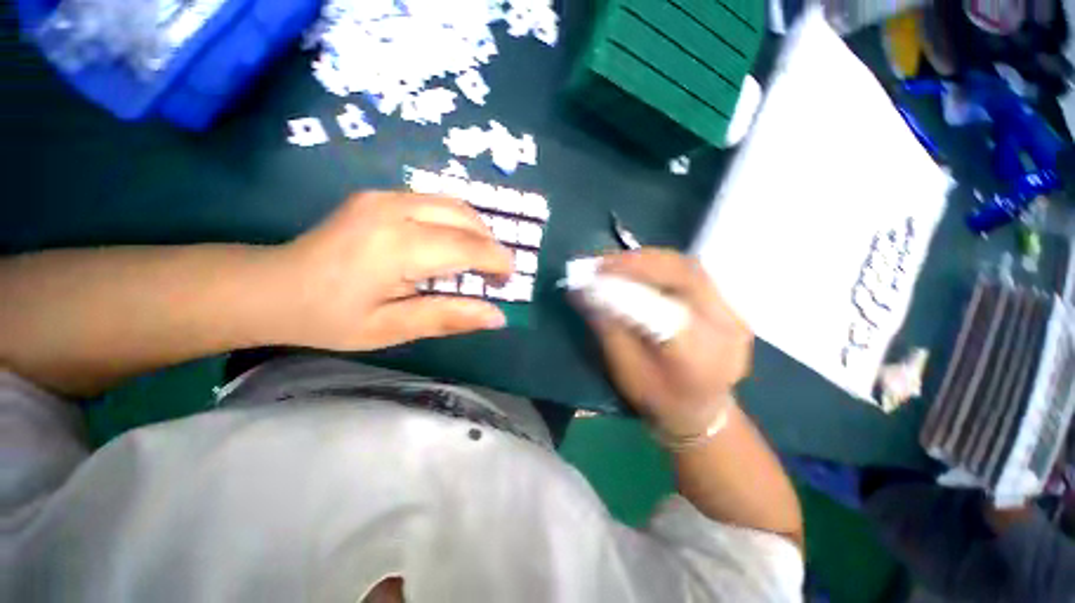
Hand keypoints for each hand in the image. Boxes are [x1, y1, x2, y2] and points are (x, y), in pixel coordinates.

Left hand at [266, 191, 512, 349]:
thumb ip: (448, 317)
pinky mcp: (379, 195)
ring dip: (476, 231)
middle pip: (465, 217)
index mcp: (396, 247)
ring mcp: (384, 196)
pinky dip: (456, 222)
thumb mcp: (392, 329)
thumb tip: (497, 316)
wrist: (272, 287)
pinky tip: (451, 245)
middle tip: (494, 274)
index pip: (467, 246)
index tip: (507, 282)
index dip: (497, 262)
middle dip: (490, 244)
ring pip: (453, 204)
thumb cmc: (330, 318)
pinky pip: (435, 202)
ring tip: (478, 261)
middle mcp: (393, 209)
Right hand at [577, 249, 752, 435]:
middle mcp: (726, 327)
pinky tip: (637, 267)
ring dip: (647, 260)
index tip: (594, 275)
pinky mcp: (727, 303)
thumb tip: (583, 291)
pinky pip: (690, 273)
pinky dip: (659, 265)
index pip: (663, 307)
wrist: (702, 411)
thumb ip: (608, 329)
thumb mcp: (627, 371)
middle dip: (638, 263)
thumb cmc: (660, 399)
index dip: (627, 286)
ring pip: (688, 267)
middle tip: (601, 262)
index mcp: (701, 355)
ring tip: (614, 262)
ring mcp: (732, 312)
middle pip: (684, 276)